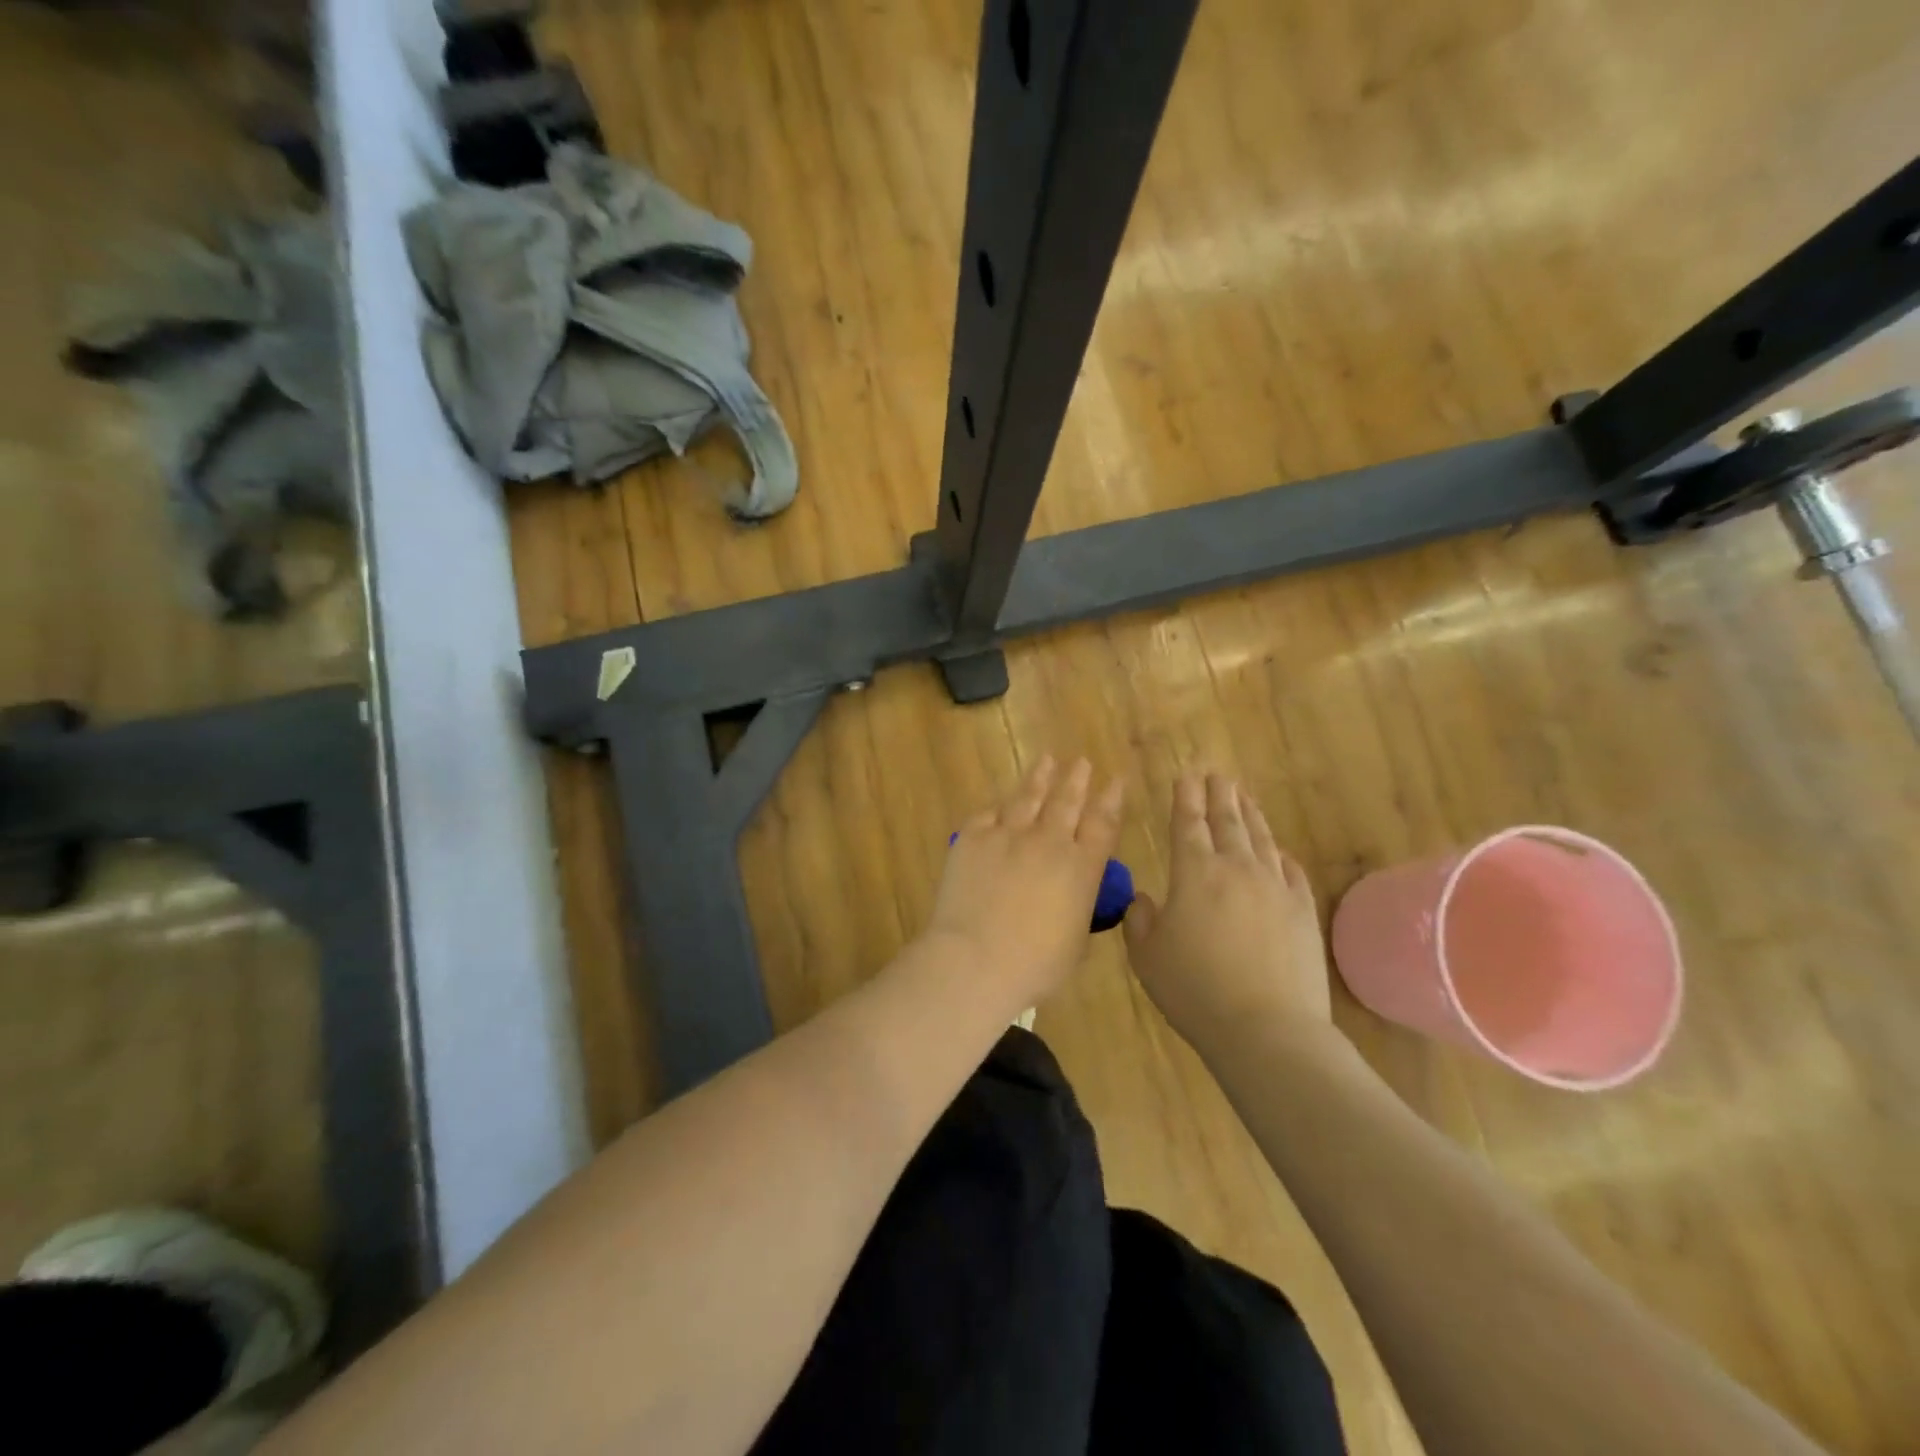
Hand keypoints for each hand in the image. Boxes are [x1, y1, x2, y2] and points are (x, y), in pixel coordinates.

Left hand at [923, 755, 1123, 1006]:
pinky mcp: (972, 838)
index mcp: (1081, 868)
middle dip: (1077, 780)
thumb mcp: (1075, 941)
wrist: (976, 959)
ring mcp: (1008, 835)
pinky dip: (999, 807)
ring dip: (1040, 777)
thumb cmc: (1035, 965)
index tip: (1116, 781)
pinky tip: (1001, 801)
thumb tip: (1075, 891)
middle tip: (1083, 762)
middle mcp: (1048, 842)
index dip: (1110, 799)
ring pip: (1028, 797)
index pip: (1102, 824)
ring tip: (1047, 760)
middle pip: (1066, 801)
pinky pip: (988, 814)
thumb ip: (1079, 907)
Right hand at [1123, 772, 1332, 1046]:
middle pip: (1228, 821)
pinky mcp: (1304, 911)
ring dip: (1250, 813)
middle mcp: (1237, 869)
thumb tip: (1145, 900)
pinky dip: (1280, 854)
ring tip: (1243, 796)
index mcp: (1194, 874)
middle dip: (1219, 794)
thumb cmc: (1194, 991)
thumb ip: (1140, 921)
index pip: (1188, 823)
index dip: (1185, 797)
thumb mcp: (1146, 958)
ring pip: (1261, 838)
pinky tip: (1278, 849)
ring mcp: (1275, 887)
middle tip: (1217, 774)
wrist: (1267, 1030)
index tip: (1186, 775)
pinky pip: (1291, 870)